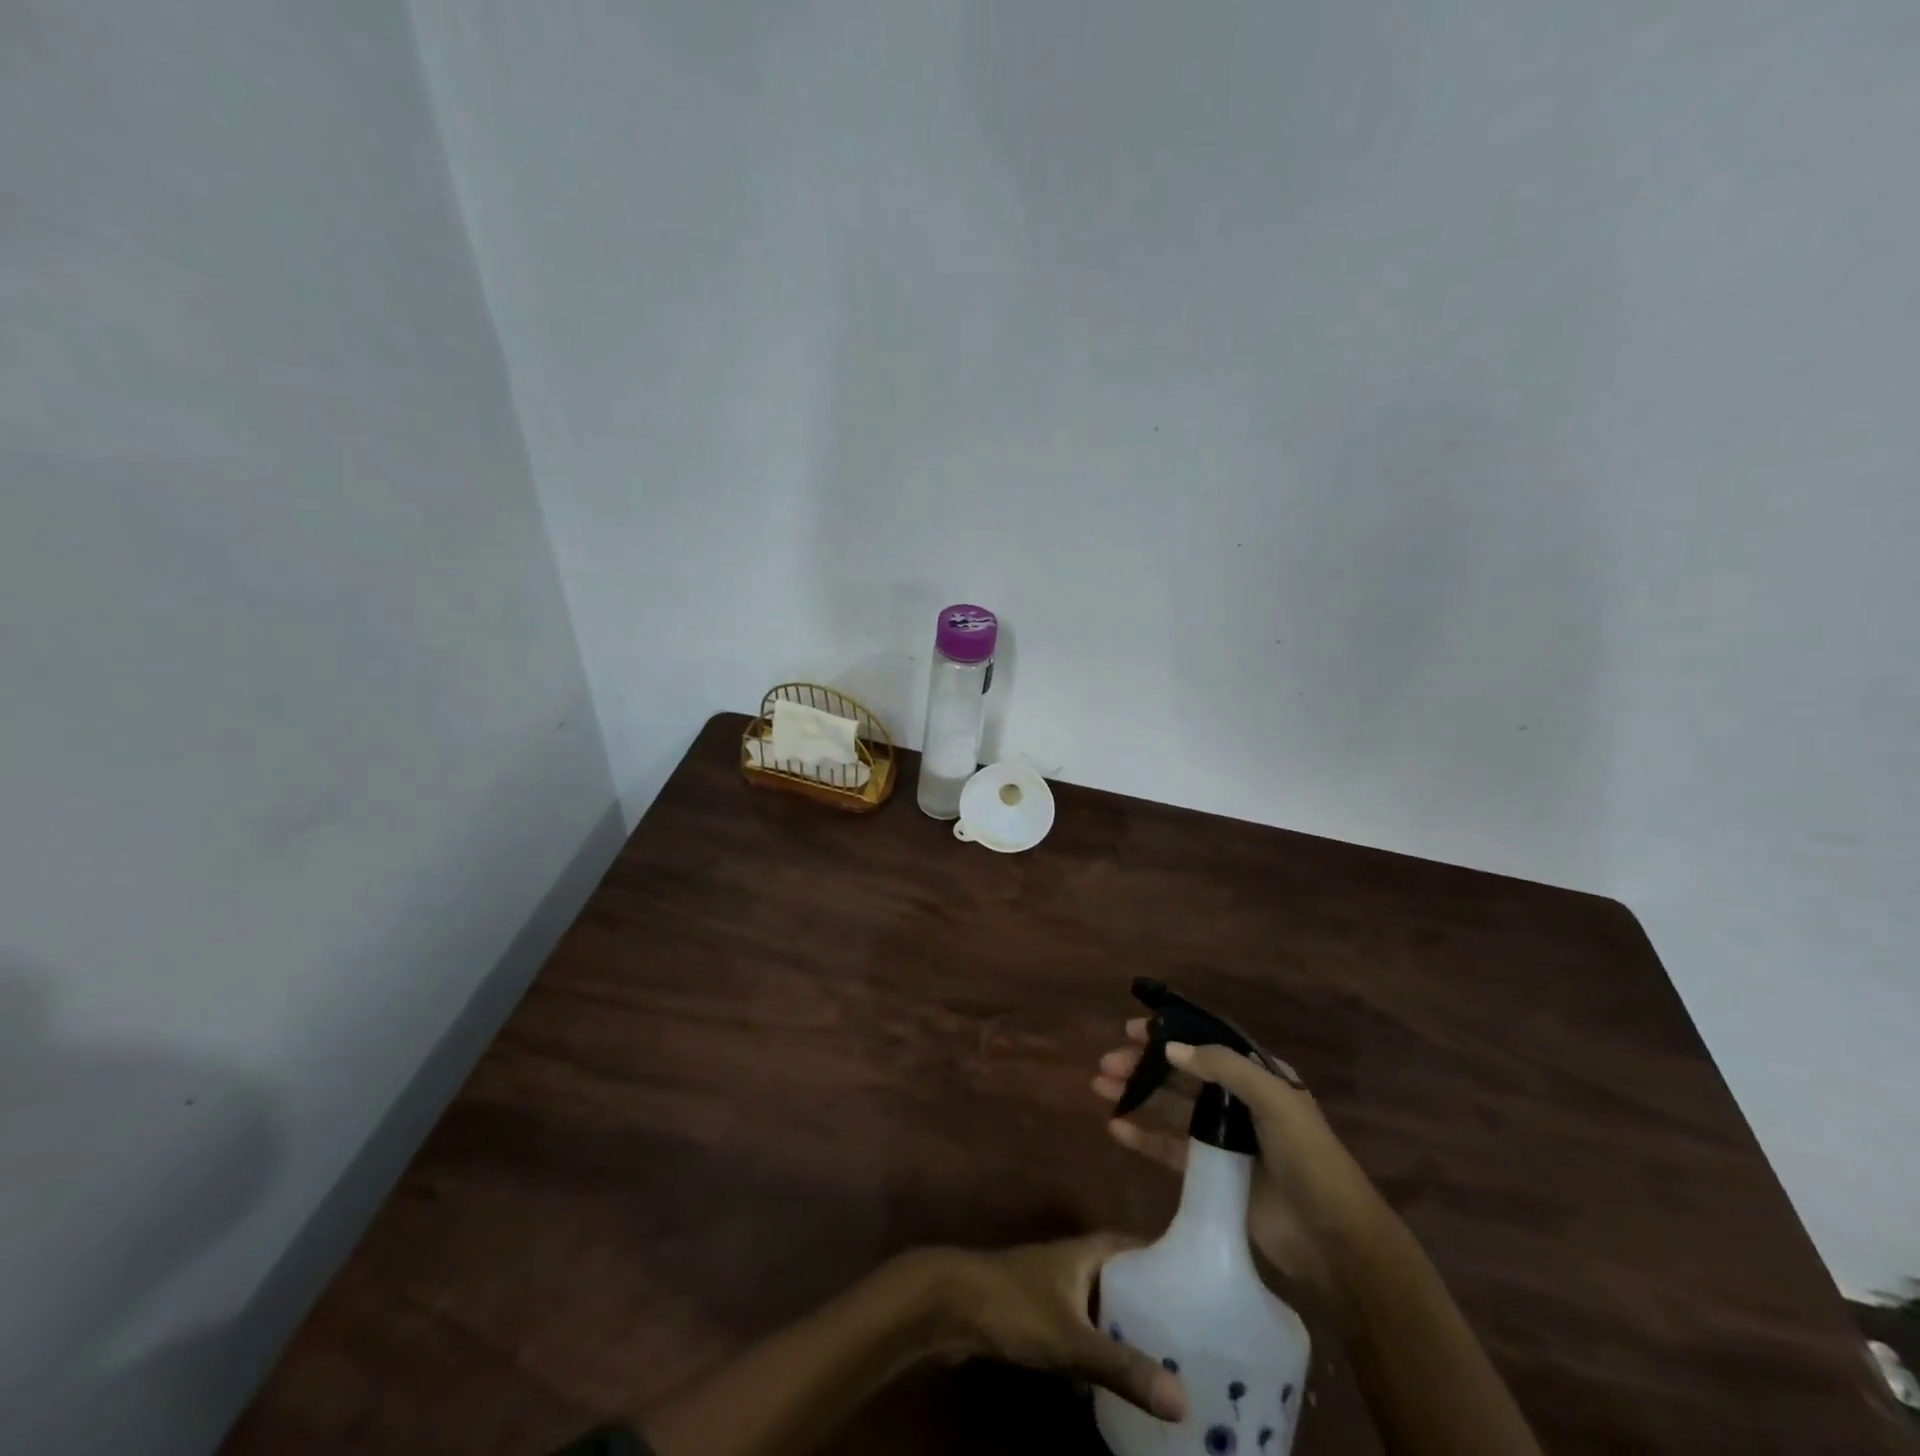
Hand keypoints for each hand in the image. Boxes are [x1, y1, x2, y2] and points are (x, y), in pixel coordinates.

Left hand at [919, 1235, 1187, 1422]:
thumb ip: (1122, 1366)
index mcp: (1087, 1251)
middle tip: (1195, 1341)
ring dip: (1127, 1330)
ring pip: (1102, 1307)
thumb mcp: (1071, 1338)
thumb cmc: (1013, 1305)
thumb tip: (1182, 1400)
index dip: (1166, 1262)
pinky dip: (1102, 1347)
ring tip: (1168, 1365)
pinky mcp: (1039, 1316)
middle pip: (1123, 1280)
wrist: (949, 1305)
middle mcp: (1075, 1263)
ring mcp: (1055, 1289)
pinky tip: (1119, 1379)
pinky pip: (1083, 1328)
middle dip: (1153, 1306)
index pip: (1136, 1247)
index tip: (1204, 1289)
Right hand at [1092, 1020, 1388, 1318]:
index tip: (1133, 1029)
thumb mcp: (1274, 1101)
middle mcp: (1238, 1102)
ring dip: (1137, 1095)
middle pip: (1181, 1075)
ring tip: (1099, 1087)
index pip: (1206, 1044)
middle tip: (1106, 1062)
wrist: (1335, 1242)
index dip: (1170, 1033)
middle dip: (1144, 1065)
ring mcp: (1224, 1140)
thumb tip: (1171, 1049)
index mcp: (1259, 1077)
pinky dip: (1143, 1136)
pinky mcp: (1211, 1175)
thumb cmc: (1310, 1160)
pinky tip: (1116, 1128)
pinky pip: (1170, 1148)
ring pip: (1170, 1108)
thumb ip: (1223, 1068)